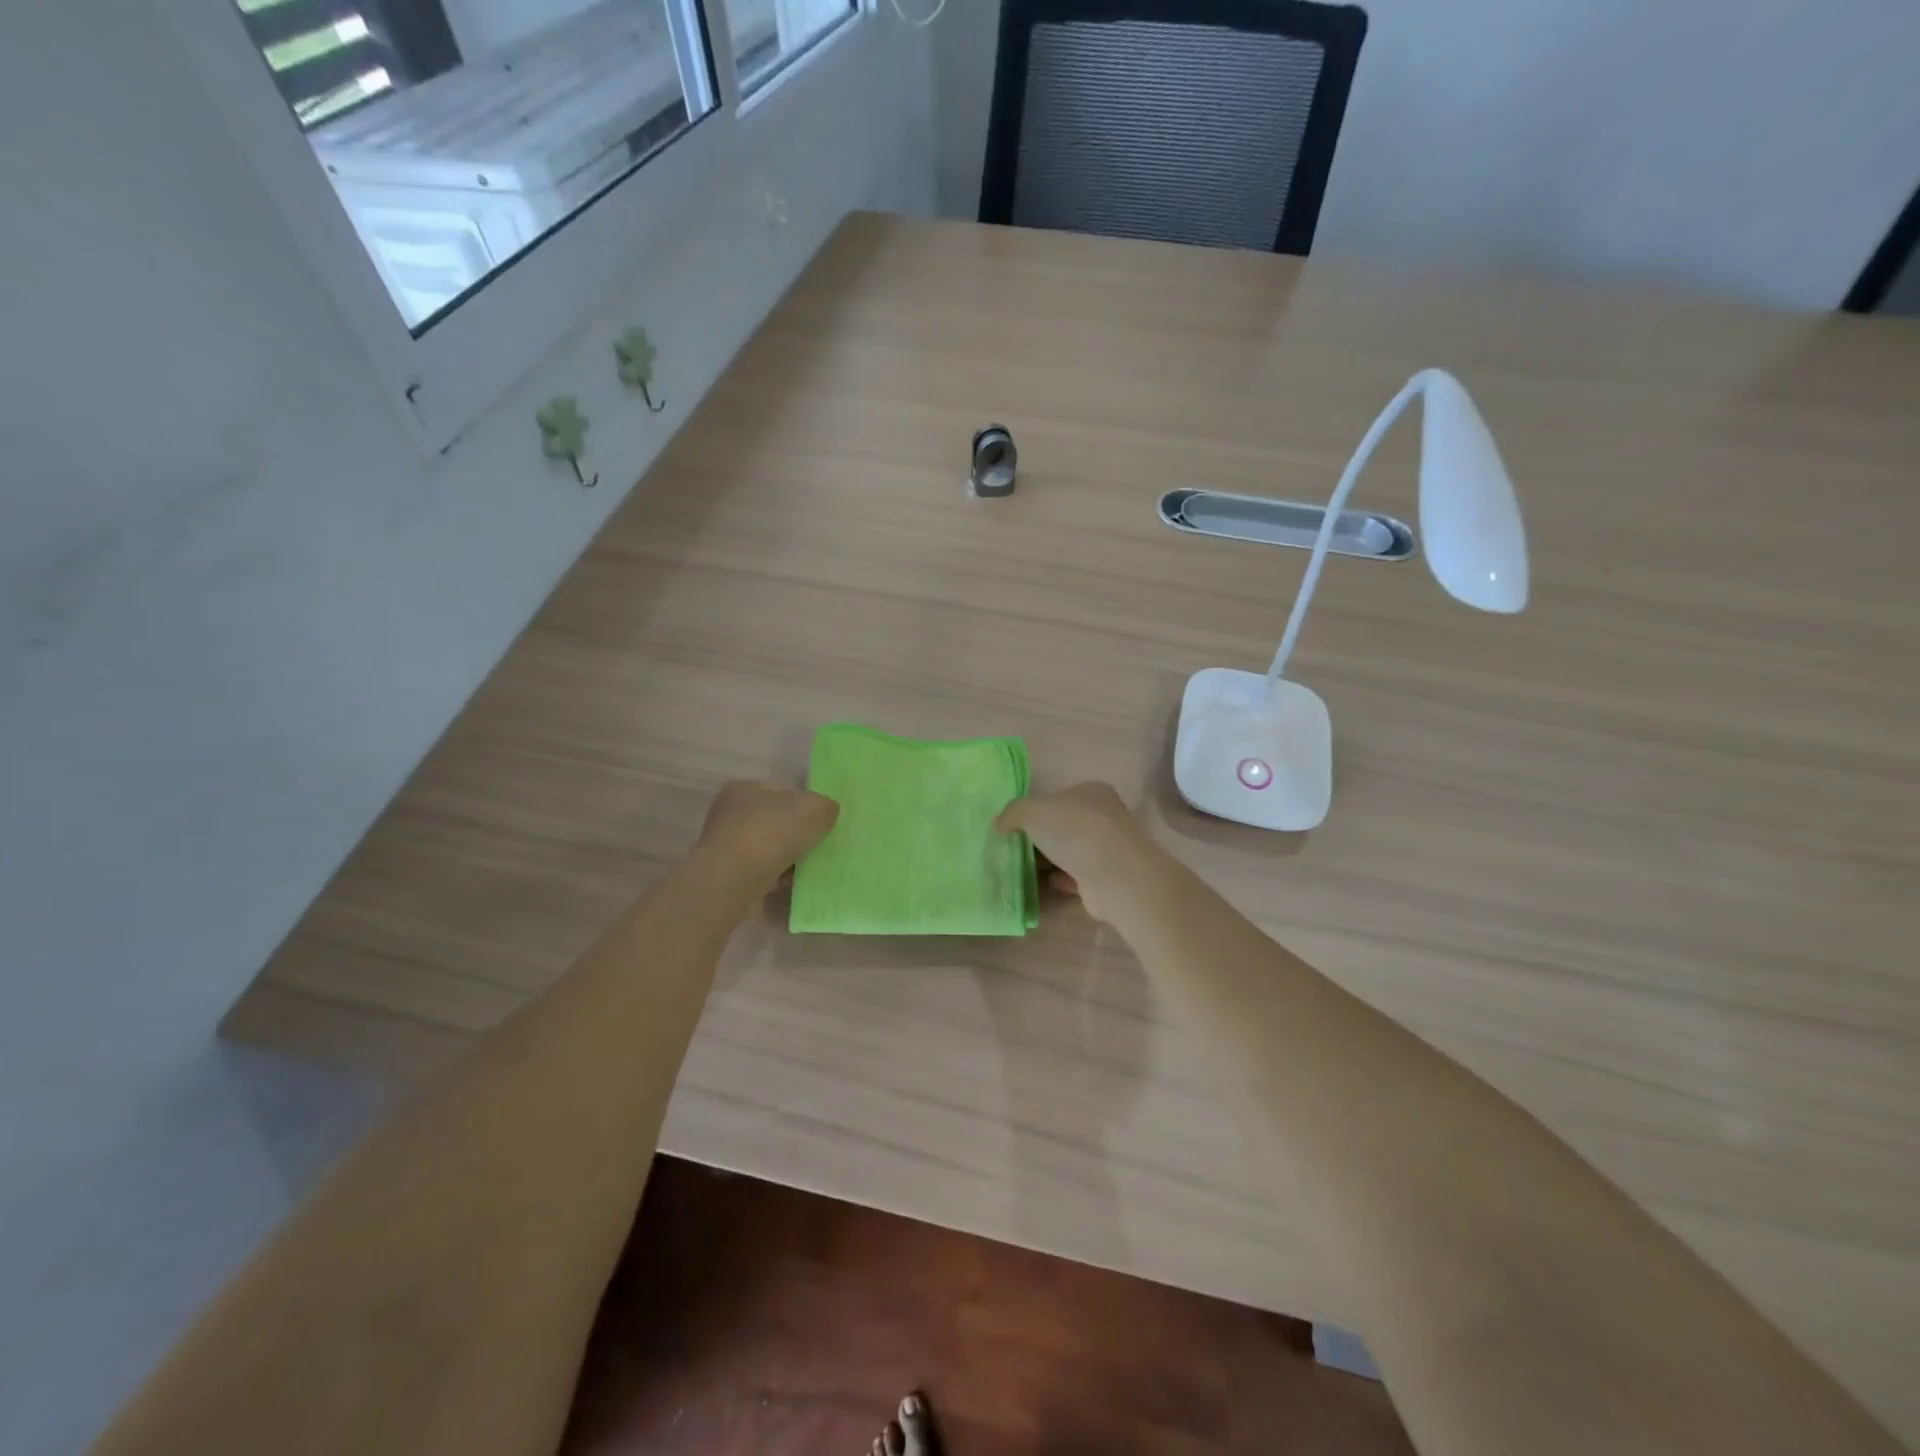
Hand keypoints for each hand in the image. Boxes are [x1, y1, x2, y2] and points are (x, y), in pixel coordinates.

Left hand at [697, 780, 839, 892]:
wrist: (733, 880)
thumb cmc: (772, 832)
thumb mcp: (814, 808)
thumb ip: (826, 807)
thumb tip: (827, 813)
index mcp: (745, 788)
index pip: (783, 791)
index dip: (806, 804)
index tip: (822, 823)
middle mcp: (730, 813)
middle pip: (776, 821)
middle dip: (798, 834)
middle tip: (819, 846)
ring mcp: (726, 845)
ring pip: (769, 848)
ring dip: (788, 857)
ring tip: (807, 868)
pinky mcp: (727, 874)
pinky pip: (761, 871)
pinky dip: (776, 876)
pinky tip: (790, 883)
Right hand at [996, 783, 1150, 922]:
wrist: (1114, 875)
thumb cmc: (1074, 830)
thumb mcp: (1031, 810)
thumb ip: (1012, 813)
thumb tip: (999, 824)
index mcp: (1092, 792)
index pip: (1060, 796)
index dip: (1037, 809)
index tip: (1016, 825)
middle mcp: (1105, 817)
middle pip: (1066, 825)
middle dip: (1042, 837)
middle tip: (1016, 848)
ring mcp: (1109, 849)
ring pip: (1072, 852)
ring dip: (1051, 860)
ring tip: (1024, 868)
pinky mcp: (1108, 879)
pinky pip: (1078, 877)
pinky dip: (1063, 879)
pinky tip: (1046, 883)